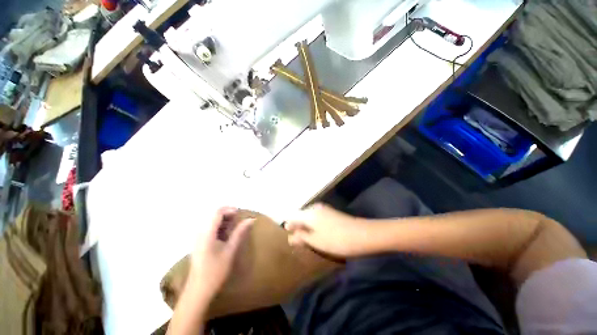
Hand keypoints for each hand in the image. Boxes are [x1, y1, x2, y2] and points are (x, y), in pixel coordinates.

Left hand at [188, 207, 253, 299]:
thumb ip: (239, 232)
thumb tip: (250, 219)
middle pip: (214, 216)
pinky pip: (210, 229)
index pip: (217, 213)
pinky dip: (220, 228)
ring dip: (224, 221)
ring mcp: (198, 238)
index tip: (240, 213)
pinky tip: (226, 236)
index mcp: (207, 233)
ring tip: (235, 228)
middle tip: (239, 221)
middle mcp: (200, 233)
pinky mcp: (199, 243)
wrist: (198, 290)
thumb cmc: (215, 271)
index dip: (229, 209)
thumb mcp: (230, 250)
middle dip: (228, 215)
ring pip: (212, 222)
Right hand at [285, 203, 370, 256]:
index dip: (289, 226)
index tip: (289, 237)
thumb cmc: (336, 240)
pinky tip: (318, 234)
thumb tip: (289, 236)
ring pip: (309, 217)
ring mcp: (324, 209)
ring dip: (306, 227)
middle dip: (297, 227)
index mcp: (309, 213)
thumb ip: (301, 237)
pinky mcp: (331, 213)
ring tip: (306, 239)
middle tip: (297, 241)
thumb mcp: (316, 241)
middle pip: (301, 216)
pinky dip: (314, 225)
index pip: (292, 216)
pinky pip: (317, 218)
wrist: (362, 234)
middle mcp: (315, 208)